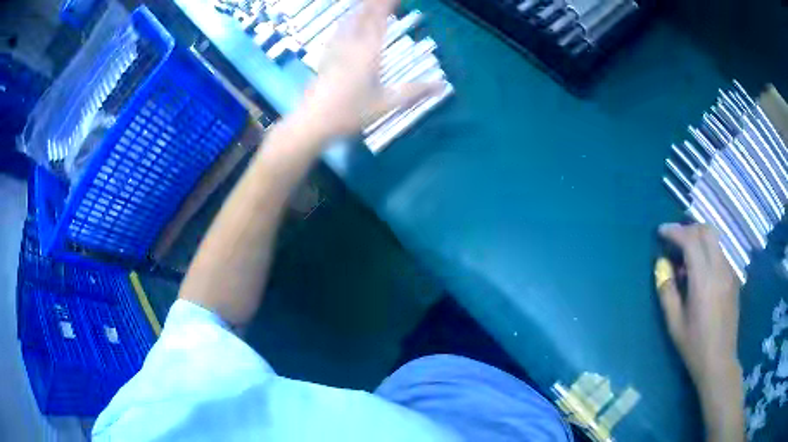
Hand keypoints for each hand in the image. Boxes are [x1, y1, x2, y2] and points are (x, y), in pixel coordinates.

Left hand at [297, 0, 440, 138]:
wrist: (313, 121)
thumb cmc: (350, 113)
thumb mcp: (386, 104)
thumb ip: (414, 92)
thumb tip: (442, 85)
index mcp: (368, 53)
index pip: (380, 20)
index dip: (387, 4)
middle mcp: (351, 45)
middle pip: (364, 15)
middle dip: (374, 2)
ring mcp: (336, 49)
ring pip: (349, 20)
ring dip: (360, 7)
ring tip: (368, 2)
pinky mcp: (326, 56)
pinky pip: (338, 30)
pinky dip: (347, 19)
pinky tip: (346, 20)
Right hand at [656, 223, 743, 441]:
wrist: (719, 361)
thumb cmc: (694, 346)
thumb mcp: (674, 323)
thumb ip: (667, 291)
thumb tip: (661, 265)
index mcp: (704, 280)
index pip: (690, 240)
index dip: (674, 231)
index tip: (661, 232)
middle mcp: (720, 269)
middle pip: (706, 231)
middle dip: (689, 229)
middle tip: (675, 240)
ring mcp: (729, 272)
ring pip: (715, 241)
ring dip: (699, 241)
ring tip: (686, 261)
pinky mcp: (733, 279)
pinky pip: (720, 255)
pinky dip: (708, 254)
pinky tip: (700, 275)